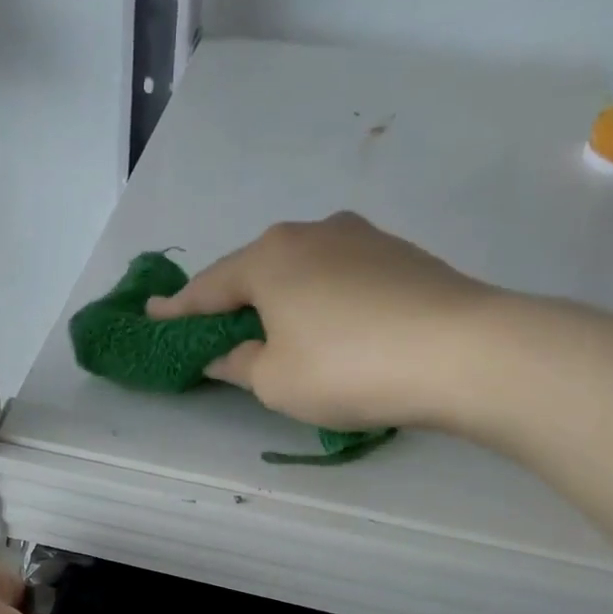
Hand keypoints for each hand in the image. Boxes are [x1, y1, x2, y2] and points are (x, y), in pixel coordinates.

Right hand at [145, 212, 508, 433]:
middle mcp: (311, 233)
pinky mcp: (401, 255)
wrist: (461, 351)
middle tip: (214, 327)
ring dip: (281, 299)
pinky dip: (321, 301)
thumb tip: (224, 353)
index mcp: (268, 258)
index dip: (177, 310)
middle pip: (256, 270)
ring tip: (274, 330)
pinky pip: (340, 278)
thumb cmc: (345, 367)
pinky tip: (330, 327)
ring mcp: (361, 238)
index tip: (151, 315)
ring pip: (302, 270)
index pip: (208, 288)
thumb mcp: (273, 380)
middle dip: (233, 300)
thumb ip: (238, 363)